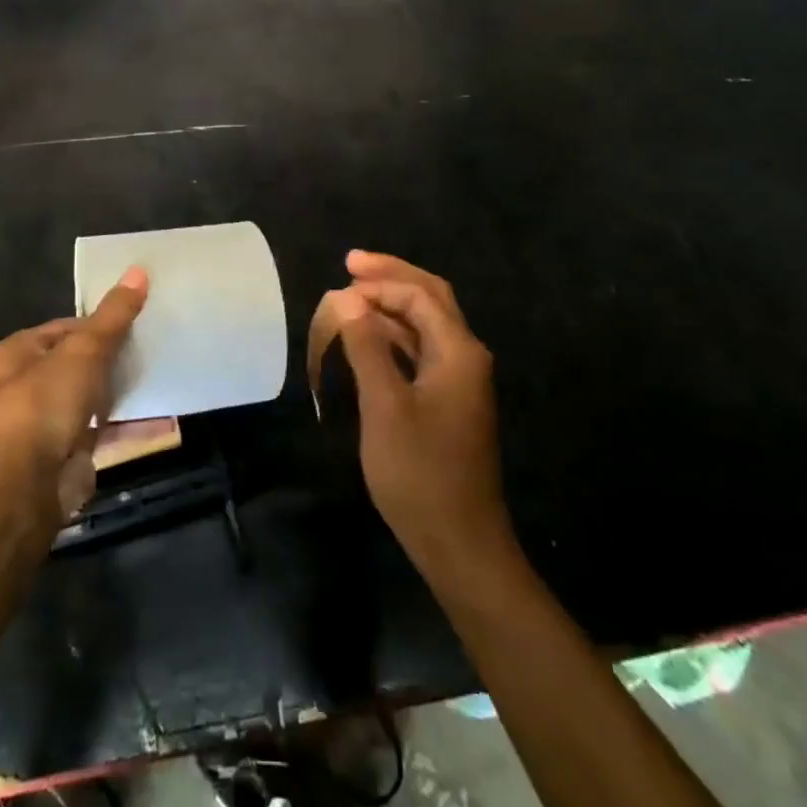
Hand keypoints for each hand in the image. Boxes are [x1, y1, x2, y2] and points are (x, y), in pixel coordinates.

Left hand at [0, 267, 147, 524]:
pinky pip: (108, 432)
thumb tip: (139, 270)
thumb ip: (113, 316)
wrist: (23, 487)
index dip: (101, 322)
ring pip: (96, 398)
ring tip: (167, 373)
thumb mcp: (84, 349)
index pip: (67, 327)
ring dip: (127, 391)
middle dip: (117, 357)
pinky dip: (134, 426)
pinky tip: (167, 417)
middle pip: (82, 362)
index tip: (138, 319)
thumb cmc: (44, 403)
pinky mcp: (70, 455)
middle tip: (157, 345)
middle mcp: (30, 385)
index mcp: (22, 352)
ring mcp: (50, 423)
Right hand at [324, 251, 512, 574]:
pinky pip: (421, 351)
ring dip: (391, 306)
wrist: (460, 543)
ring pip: (426, 325)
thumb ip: (367, 347)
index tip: (340, 278)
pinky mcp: (448, 401)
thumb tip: (346, 299)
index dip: (380, 282)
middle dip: (392, 277)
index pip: (420, 296)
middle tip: (351, 263)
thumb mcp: (385, 406)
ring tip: (352, 295)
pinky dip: (394, 335)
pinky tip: (369, 336)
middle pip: (430, 299)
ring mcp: (459, 381)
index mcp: (459, 352)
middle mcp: (465, 357)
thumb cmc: (420, 473)